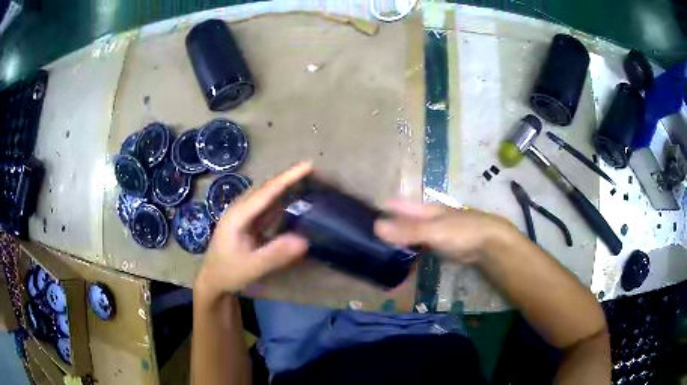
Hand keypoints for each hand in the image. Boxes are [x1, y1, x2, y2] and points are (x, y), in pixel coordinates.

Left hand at [195, 162, 311, 299]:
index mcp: (237, 216)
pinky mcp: (247, 225)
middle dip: (288, 179)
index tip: (307, 165)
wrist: (212, 282)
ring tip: (306, 182)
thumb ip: (275, 254)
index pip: (266, 192)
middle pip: (266, 189)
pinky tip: (292, 204)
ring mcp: (242, 217)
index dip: (287, 178)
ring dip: (284, 189)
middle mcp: (239, 210)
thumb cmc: (228, 273)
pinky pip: (266, 209)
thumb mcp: (251, 267)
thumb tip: (304, 240)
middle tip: (311, 172)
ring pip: (266, 198)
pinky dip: (280, 203)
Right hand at [374, 199, 515, 263]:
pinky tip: (397, 264)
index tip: (358, 218)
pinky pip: (416, 250)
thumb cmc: (462, 231)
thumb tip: (376, 226)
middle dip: (383, 230)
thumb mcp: (433, 230)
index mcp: (422, 210)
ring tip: (374, 256)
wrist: (488, 244)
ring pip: (407, 238)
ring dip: (394, 245)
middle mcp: (424, 219)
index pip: (396, 206)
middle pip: (399, 222)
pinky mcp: (436, 248)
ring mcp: (430, 234)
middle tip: (362, 242)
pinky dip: (407, 256)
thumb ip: (407, 230)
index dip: (379, 209)